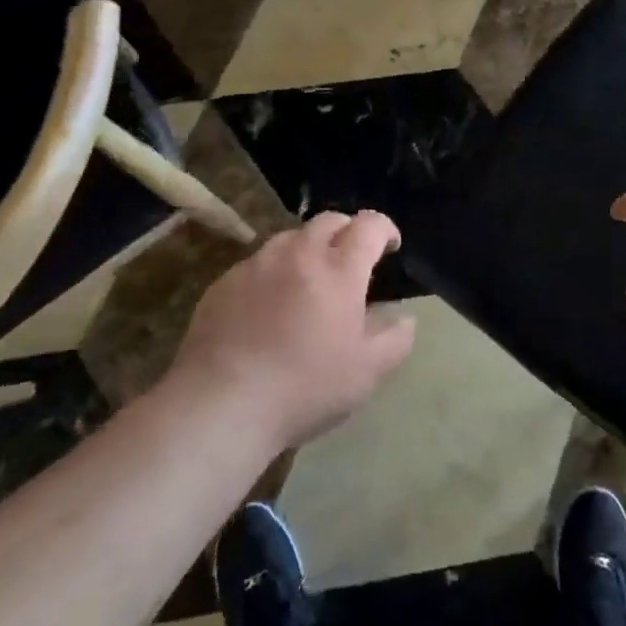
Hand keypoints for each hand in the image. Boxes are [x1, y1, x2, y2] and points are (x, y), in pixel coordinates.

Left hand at [171, 211, 415, 447]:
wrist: (221, 404)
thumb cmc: (304, 388)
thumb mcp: (366, 373)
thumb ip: (395, 340)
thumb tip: (404, 317)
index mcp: (339, 270)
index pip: (368, 226)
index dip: (384, 229)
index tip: (389, 246)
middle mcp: (298, 254)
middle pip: (328, 221)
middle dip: (346, 232)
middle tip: (350, 260)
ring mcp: (257, 264)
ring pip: (290, 238)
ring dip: (308, 249)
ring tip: (309, 281)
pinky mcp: (224, 282)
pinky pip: (258, 264)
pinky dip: (273, 273)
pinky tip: (268, 307)